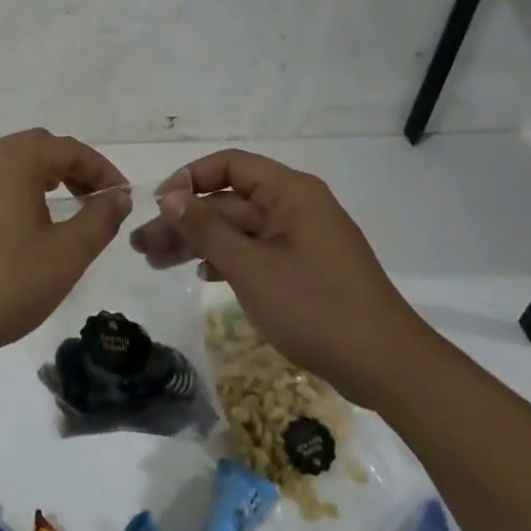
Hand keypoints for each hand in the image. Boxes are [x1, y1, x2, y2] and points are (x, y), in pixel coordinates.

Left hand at [0, 129, 132, 372]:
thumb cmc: (6, 284)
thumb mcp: (67, 255)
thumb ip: (99, 219)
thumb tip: (117, 196)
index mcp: (11, 159)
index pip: (66, 149)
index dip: (100, 169)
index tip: (120, 196)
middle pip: (33, 149)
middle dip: (69, 170)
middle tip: (93, 200)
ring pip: (3, 165)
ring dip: (35, 179)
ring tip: (57, 208)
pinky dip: (5, 193)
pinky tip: (12, 225)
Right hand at [129, 149, 423, 403]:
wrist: (387, 366)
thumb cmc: (315, 307)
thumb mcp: (250, 267)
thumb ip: (206, 228)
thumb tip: (169, 196)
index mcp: (290, 192)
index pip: (229, 165)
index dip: (189, 179)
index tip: (158, 207)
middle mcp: (296, 206)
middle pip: (228, 201)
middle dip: (184, 220)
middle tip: (142, 246)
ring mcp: (301, 238)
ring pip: (238, 229)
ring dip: (198, 242)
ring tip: (156, 263)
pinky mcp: (305, 267)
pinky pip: (256, 251)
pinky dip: (226, 259)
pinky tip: (201, 275)